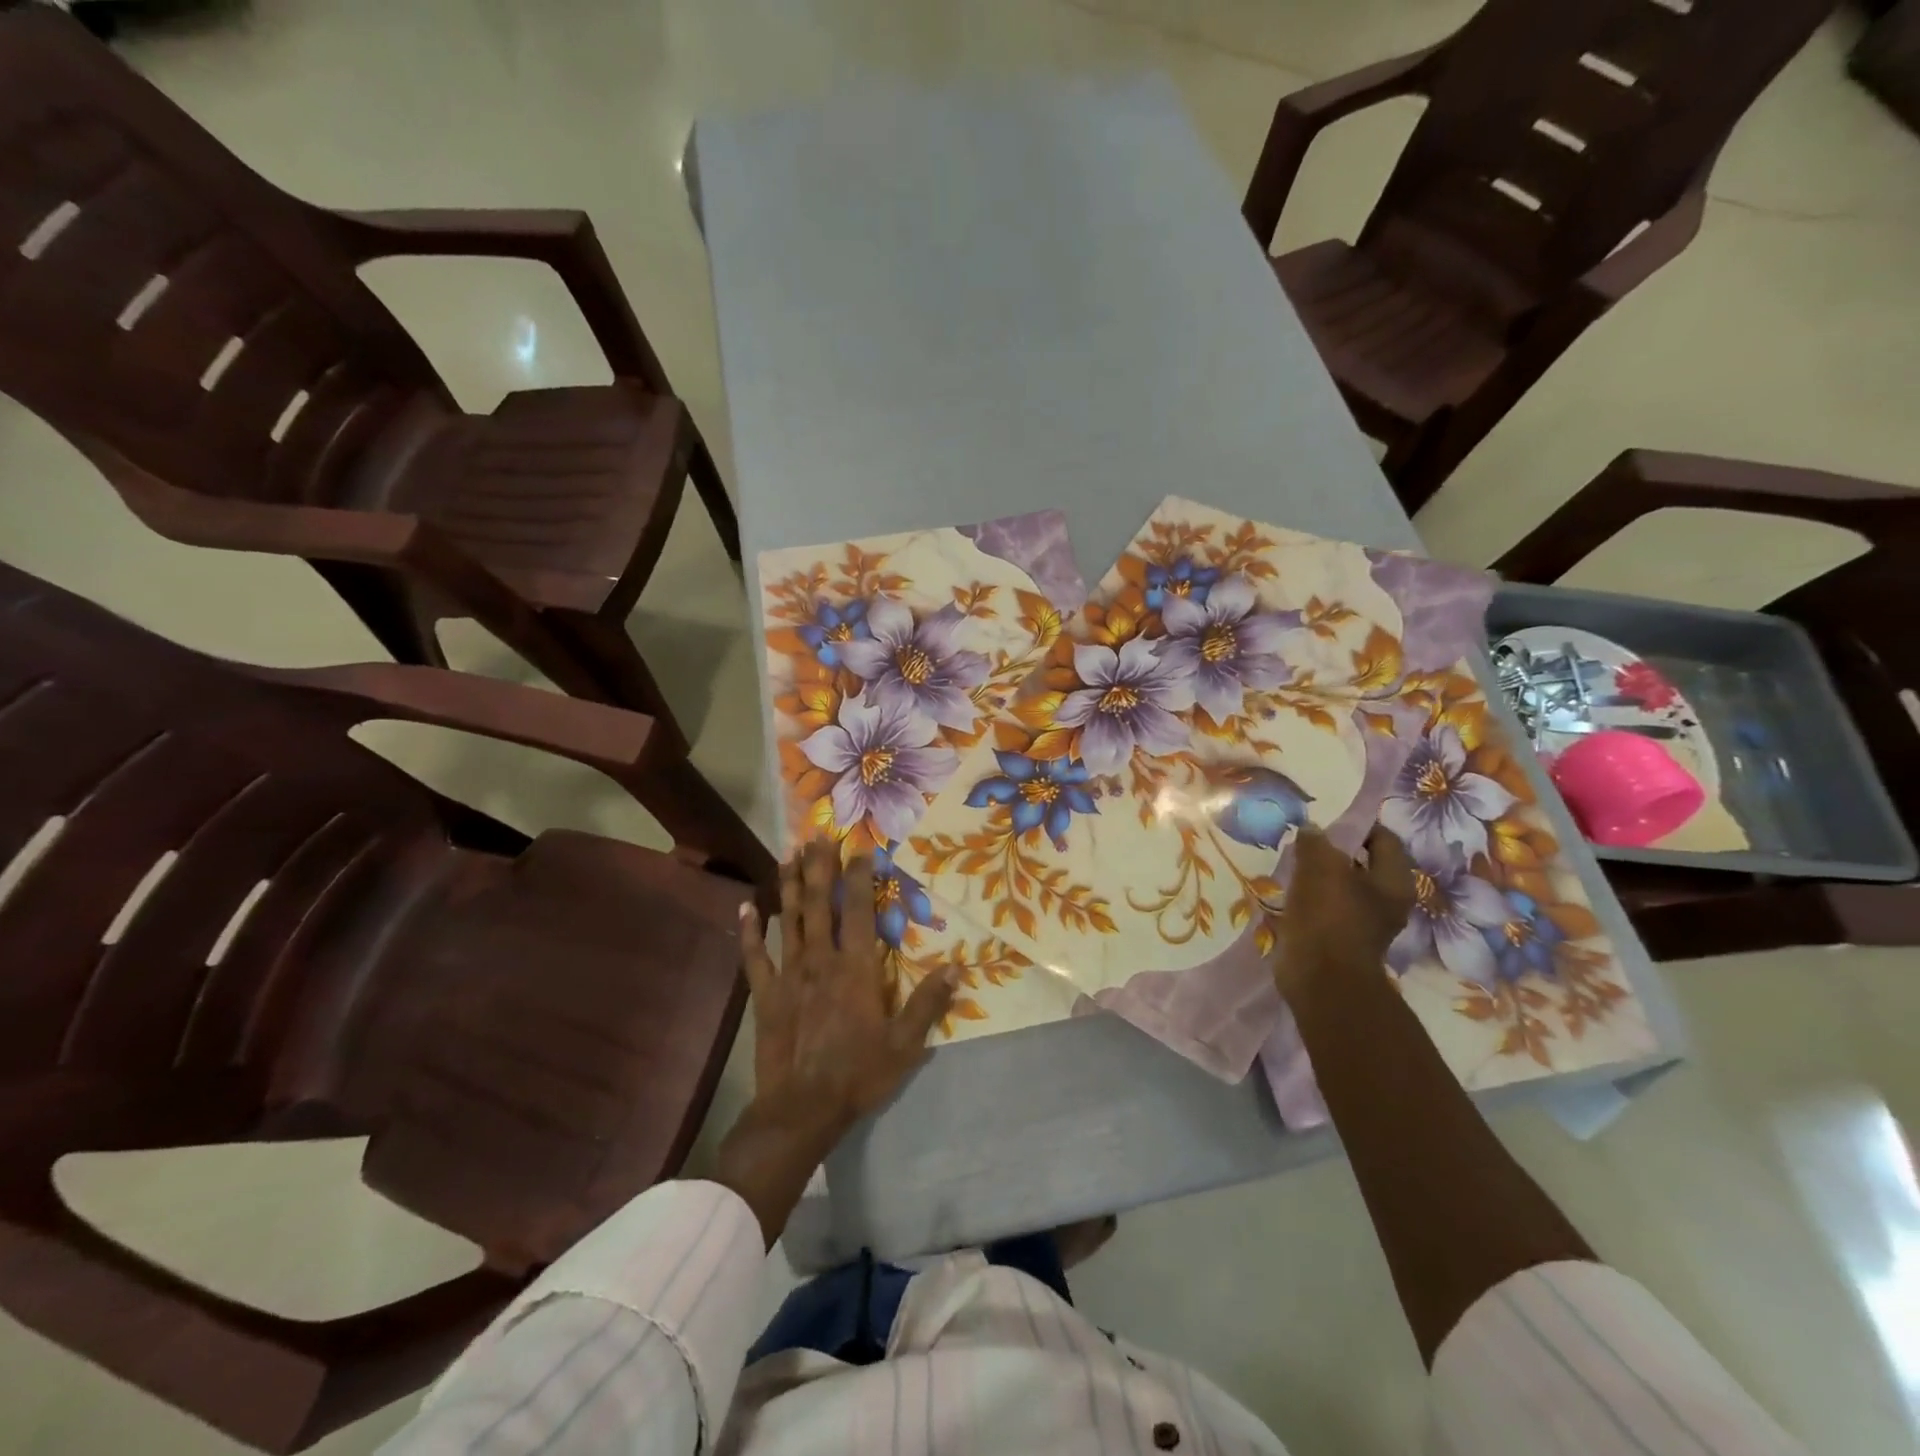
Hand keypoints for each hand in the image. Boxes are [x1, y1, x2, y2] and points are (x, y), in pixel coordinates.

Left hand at [717, 841, 957, 1243]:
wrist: (801, 1110)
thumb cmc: (858, 1074)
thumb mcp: (905, 1044)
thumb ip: (929, 1003)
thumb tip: (957, 967)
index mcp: (855, 967)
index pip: (858, 909)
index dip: (859, 876)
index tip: (860, 847)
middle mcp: (821, 959)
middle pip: (818, 903)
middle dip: (818, 866)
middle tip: (817, 834)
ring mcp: (789, 974)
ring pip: (788, 919)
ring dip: (788, 884)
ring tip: (789, 853)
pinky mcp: (766, 993)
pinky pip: (754, 956)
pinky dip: (749, 930)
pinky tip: (745, 907)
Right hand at [1273, 824, 1415, 1001]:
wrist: (1320, 977)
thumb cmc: (1330, 916)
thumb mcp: (1320, 866)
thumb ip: (1316, 841)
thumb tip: (1311, 829)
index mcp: (1394, 881)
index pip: (1383, 839)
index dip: (1356, 825)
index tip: (1326, 818)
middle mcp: (1385, 901)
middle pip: (1361, 864)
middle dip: (1332, 850)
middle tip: (1304, 839)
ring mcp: (1362, 922)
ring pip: (1339, 887)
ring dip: (1317, 875)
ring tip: (1291, 863)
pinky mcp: (1337, 938)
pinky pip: (1323, 908)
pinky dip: (1308, 898)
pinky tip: (1287, 891)